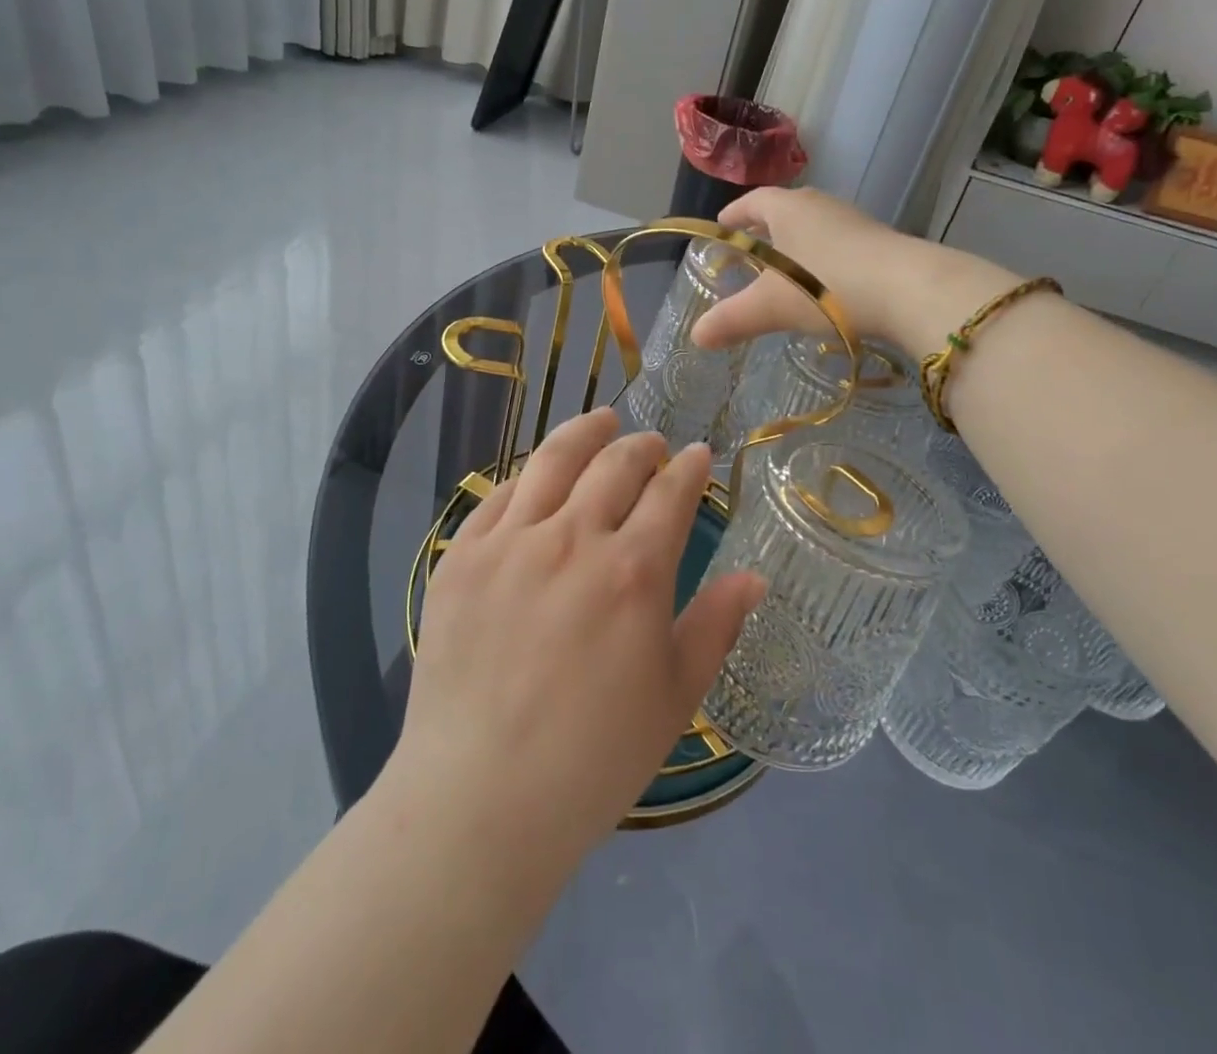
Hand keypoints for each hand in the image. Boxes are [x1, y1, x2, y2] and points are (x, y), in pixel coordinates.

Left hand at [390, 408, 764, 875]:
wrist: (481, 796)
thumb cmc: (594, 757)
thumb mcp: (675, 697)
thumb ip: (716, 625)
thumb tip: (753, 576)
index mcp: (633, 570)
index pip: (670, 493)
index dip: (689, 468)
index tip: (698, 455)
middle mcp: (573, 537)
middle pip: (614, 464)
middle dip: (642, 446)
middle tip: (652, 445)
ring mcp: (511, 540)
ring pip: (554, 461)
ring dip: (585, 433)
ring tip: (600, 421)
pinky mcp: (462, 554)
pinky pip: (499, 494)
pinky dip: (529, 474)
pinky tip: (539, 474)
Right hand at [692, 187, 1019, 357]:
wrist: (911, 290)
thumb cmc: (828, 286)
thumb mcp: (770, 307)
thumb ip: (732, 320)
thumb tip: (696, 336)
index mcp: (788, 208)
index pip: (753, 201)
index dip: (734, 214)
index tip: (721, 226)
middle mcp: (821, 205)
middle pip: (785, 209)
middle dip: (765, 227)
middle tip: (749, 249)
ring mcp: (855, 221)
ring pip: (815, 227)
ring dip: (797, 244)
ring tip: (784, 270)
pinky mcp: (881, 242)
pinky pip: (840, 244)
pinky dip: (824, 259)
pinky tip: (824, 286)